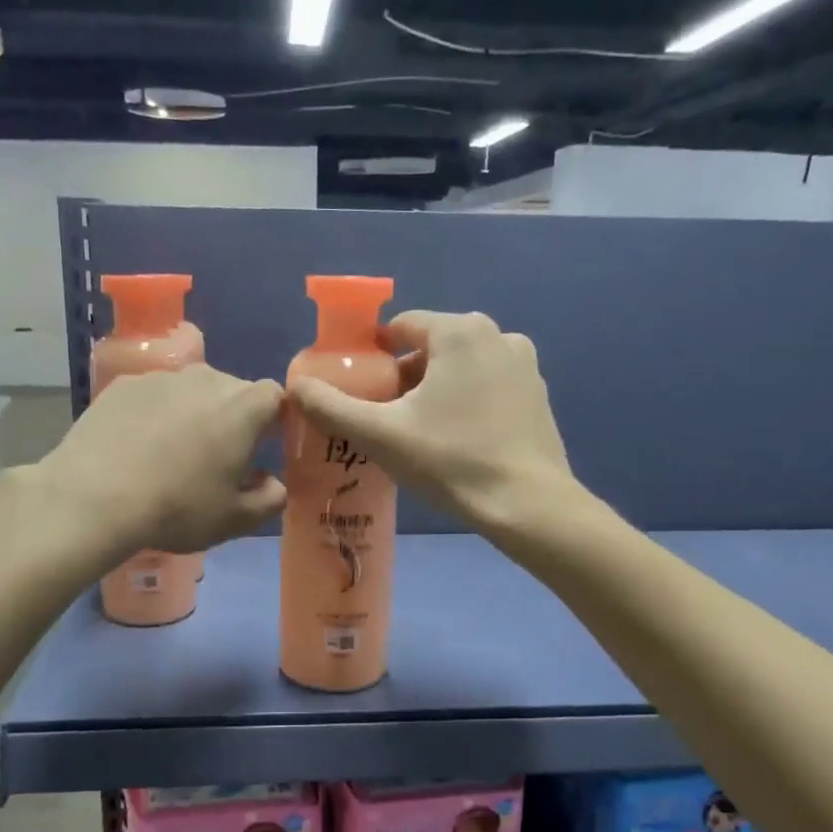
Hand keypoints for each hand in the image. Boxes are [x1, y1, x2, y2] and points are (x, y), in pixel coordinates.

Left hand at [30, 362, 287, 561]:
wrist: (94, 497)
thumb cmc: (177, 508)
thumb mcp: (234, 520)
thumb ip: (269, 500)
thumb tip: (274, 485)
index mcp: (244, 408)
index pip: (276, 396)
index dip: (274, 419)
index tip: (263, 447)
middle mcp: (208, 379)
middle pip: (234, 390)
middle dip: (234, 418)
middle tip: (217, 458)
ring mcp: (162, 377)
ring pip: (192, 390)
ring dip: (194, 413)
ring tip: (173, 452)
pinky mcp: (124, 384)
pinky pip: (154, 395)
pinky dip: (156, 413)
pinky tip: (138, 446)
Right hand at [288, 310, 572, 532]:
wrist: (527, 504)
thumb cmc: (451, 460)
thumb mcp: (381, 434)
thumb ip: (332, 407)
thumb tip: (296, 387)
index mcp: (459, 332)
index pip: (401, 327)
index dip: (373, 355)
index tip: (360, 390)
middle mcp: (497, 334)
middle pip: (431, 347)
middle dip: (404, 376)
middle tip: (385, 417)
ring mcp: (523, 363)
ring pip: (460, 366)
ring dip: (435, 389)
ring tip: (418, 431)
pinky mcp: (537, 393)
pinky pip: (487, 384)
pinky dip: (466, 400)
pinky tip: (457, 438)